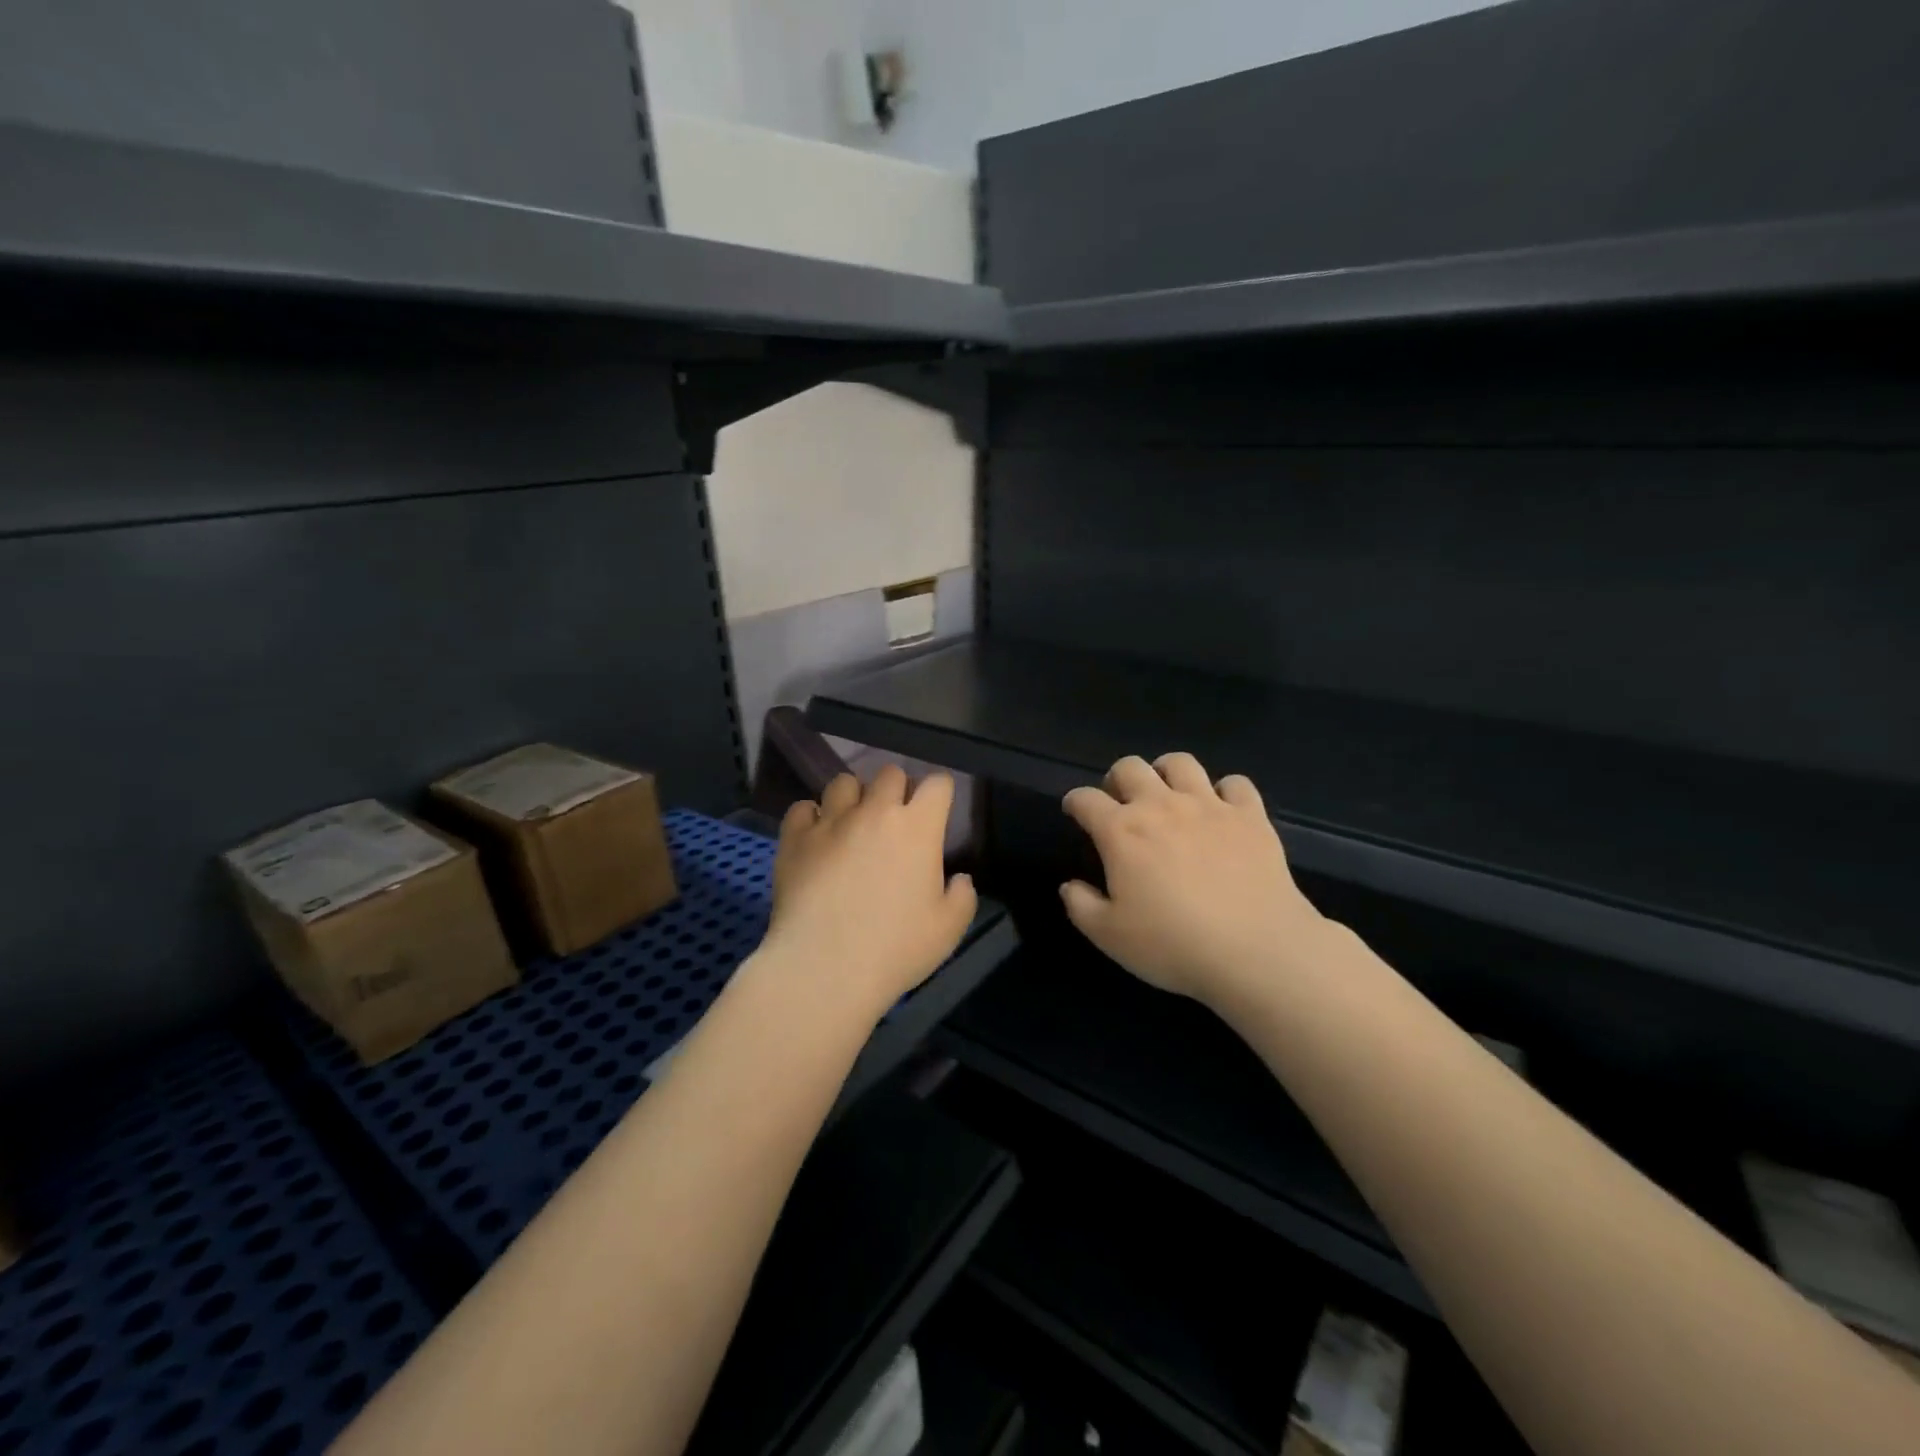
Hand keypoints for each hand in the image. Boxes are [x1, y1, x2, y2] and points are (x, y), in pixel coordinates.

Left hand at [762, 765, 976, 1020]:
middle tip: (895, 820)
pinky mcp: (794, 838)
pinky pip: (802, 808)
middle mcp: (874, 811)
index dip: (940, 793)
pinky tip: (815, 838)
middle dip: (897, 790)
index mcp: (918, 827)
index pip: (937, 784)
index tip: (937, 811)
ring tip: (852, 824)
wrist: (824, 968)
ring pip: (843, 782)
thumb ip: (962, 897)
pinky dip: (811, 818)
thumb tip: (959, 878)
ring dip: (853, 797)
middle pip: (890, 773)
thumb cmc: (895, 948)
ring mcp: (831, 821)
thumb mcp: (948, 930)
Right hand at [1061, 753, 1327, 1007]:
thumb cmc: (1173, 944)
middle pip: (1129, 767)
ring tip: (1168, 794)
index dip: (1075, 802)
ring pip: (1180, 763)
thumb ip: (1081, 906)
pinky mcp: (1250, 815)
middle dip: (1117, 779)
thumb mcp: (1110, 936)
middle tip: (1121, 804)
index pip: (1086, 799)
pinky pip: (1235, 783)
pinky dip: (1225, 791)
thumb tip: (1070, 886)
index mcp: (1121, 831)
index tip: (1074, 812)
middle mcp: (1161, 805)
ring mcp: (1209, 805)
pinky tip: (1222, 810)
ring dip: (1166, 772)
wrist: (1256, 950)